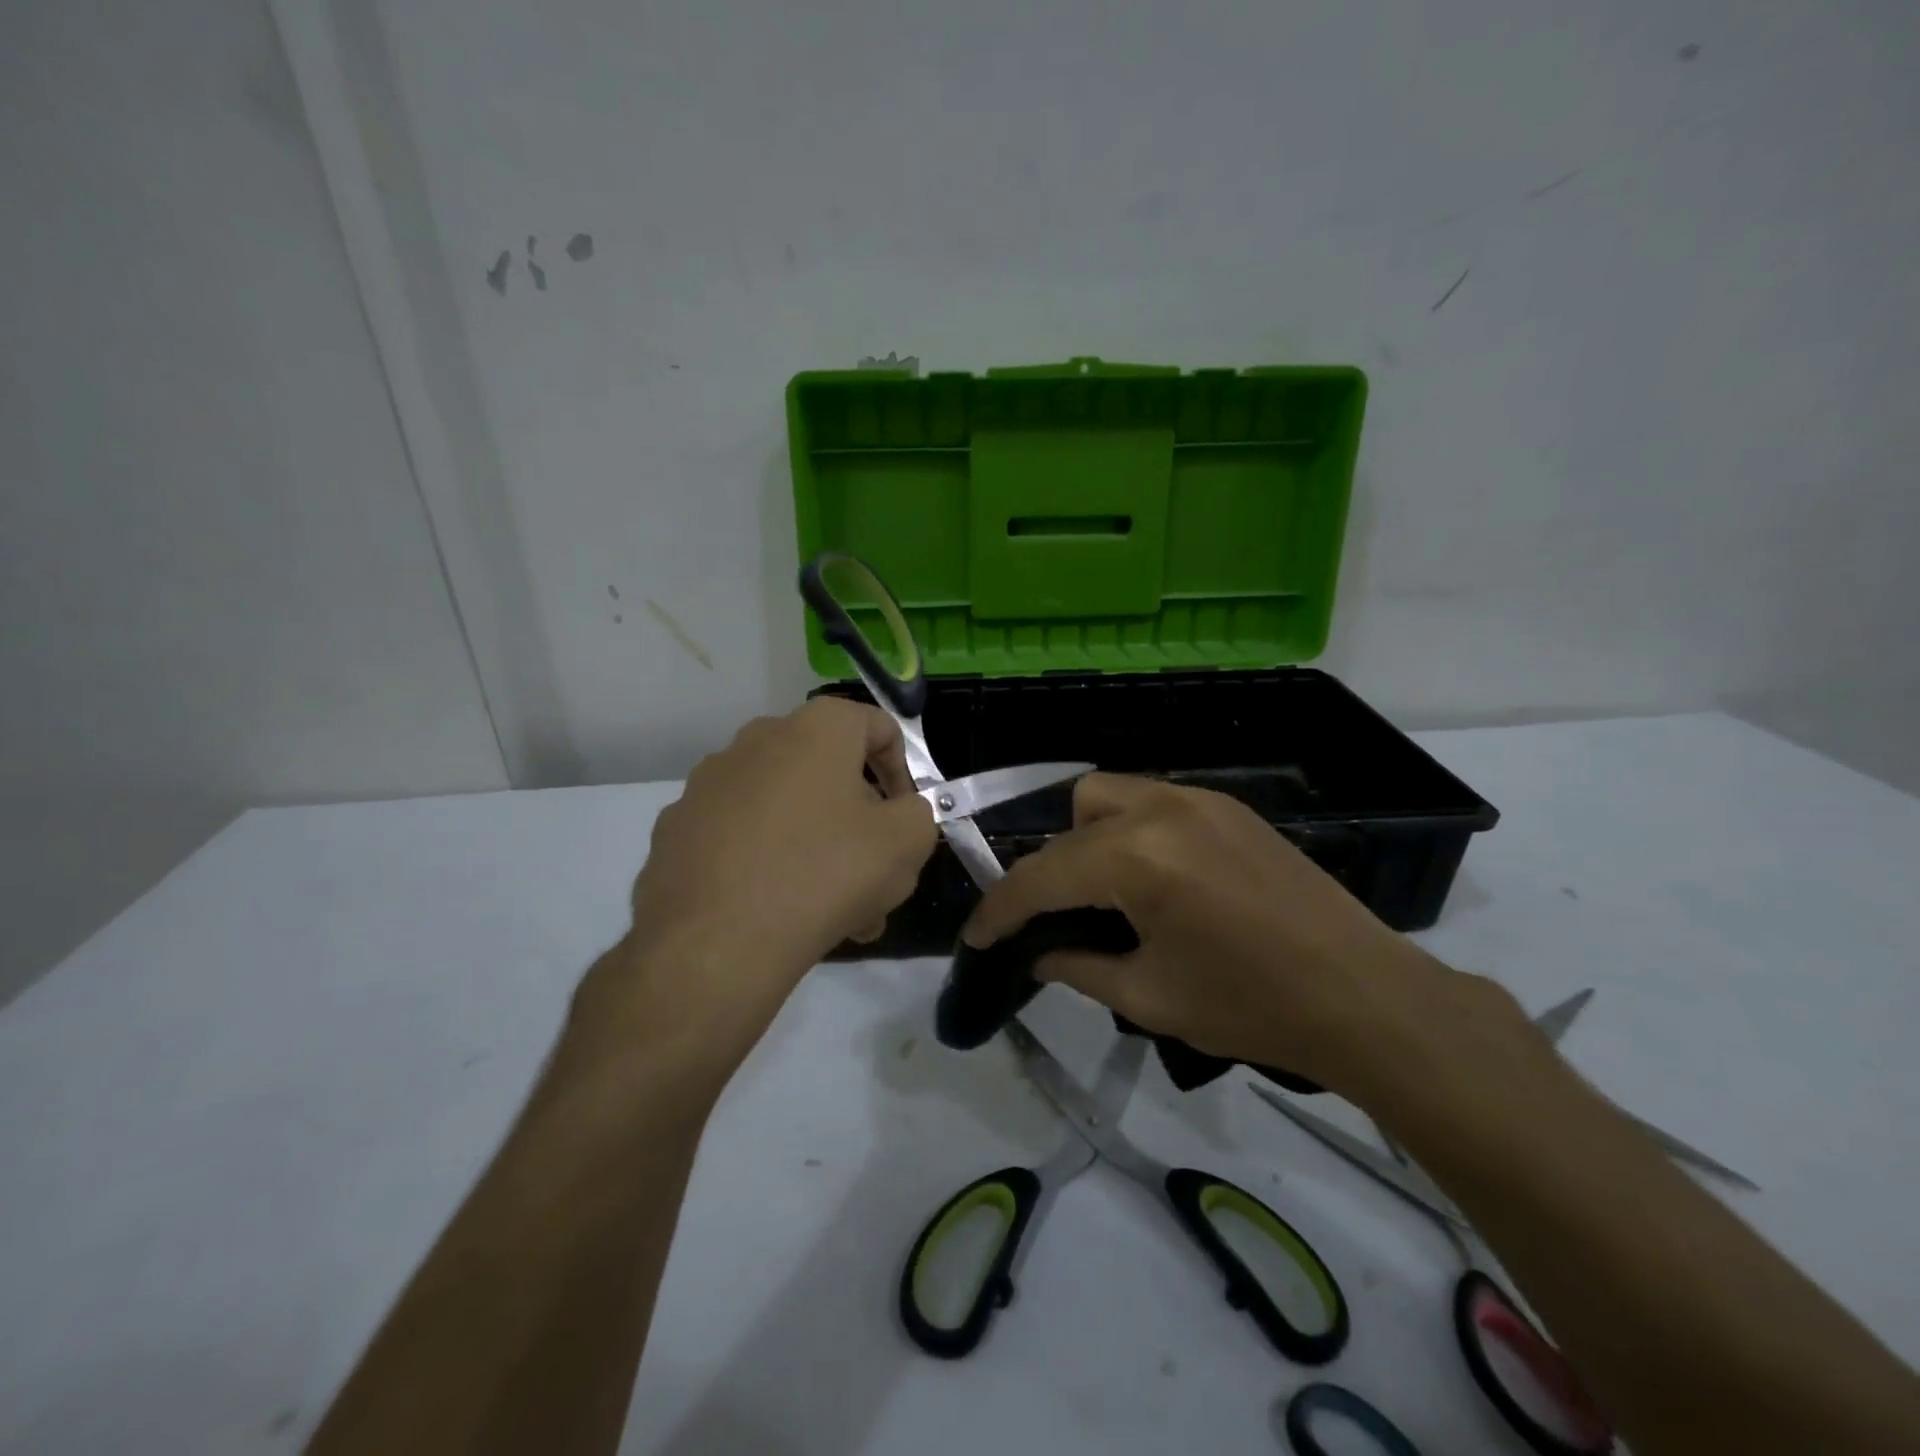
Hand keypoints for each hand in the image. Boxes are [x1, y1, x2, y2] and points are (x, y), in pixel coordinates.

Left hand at [574, 698, 936, 1071]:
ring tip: (836, 913)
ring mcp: (708, 785)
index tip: (905, 819)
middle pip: (829, 773)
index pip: (876, 726)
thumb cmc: (824, 875)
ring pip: (785, 810)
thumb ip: (919, 814)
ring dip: (818, 849)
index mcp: (813, 730)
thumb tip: (900, 813)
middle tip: (876, 875)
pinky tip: (779, 912)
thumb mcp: (906, 843)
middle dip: (860, 823)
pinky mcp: (676, 829)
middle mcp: (756, 741)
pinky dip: (766, 862)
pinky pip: (741, 837)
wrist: (715, 944)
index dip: (903, 771)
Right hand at [961, 773, 1472, 1096]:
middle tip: (1054, 916)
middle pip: (1072, 815)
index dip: (1000, 909)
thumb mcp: (1149, 997)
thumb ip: (1077, 966)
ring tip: (1104, 895)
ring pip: (1111, 797)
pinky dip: (1131, 833)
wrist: (1366, 996)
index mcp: (1136, 856)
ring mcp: (1201, 800)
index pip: (1041, 875)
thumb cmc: (1251, 1005)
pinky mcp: (1230, 808)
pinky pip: (1154, 804)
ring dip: (1089, 839)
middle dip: (1049, 866)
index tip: (976, 936)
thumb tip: (1035, 955)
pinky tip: (1153, 881)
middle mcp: (1161, 808)